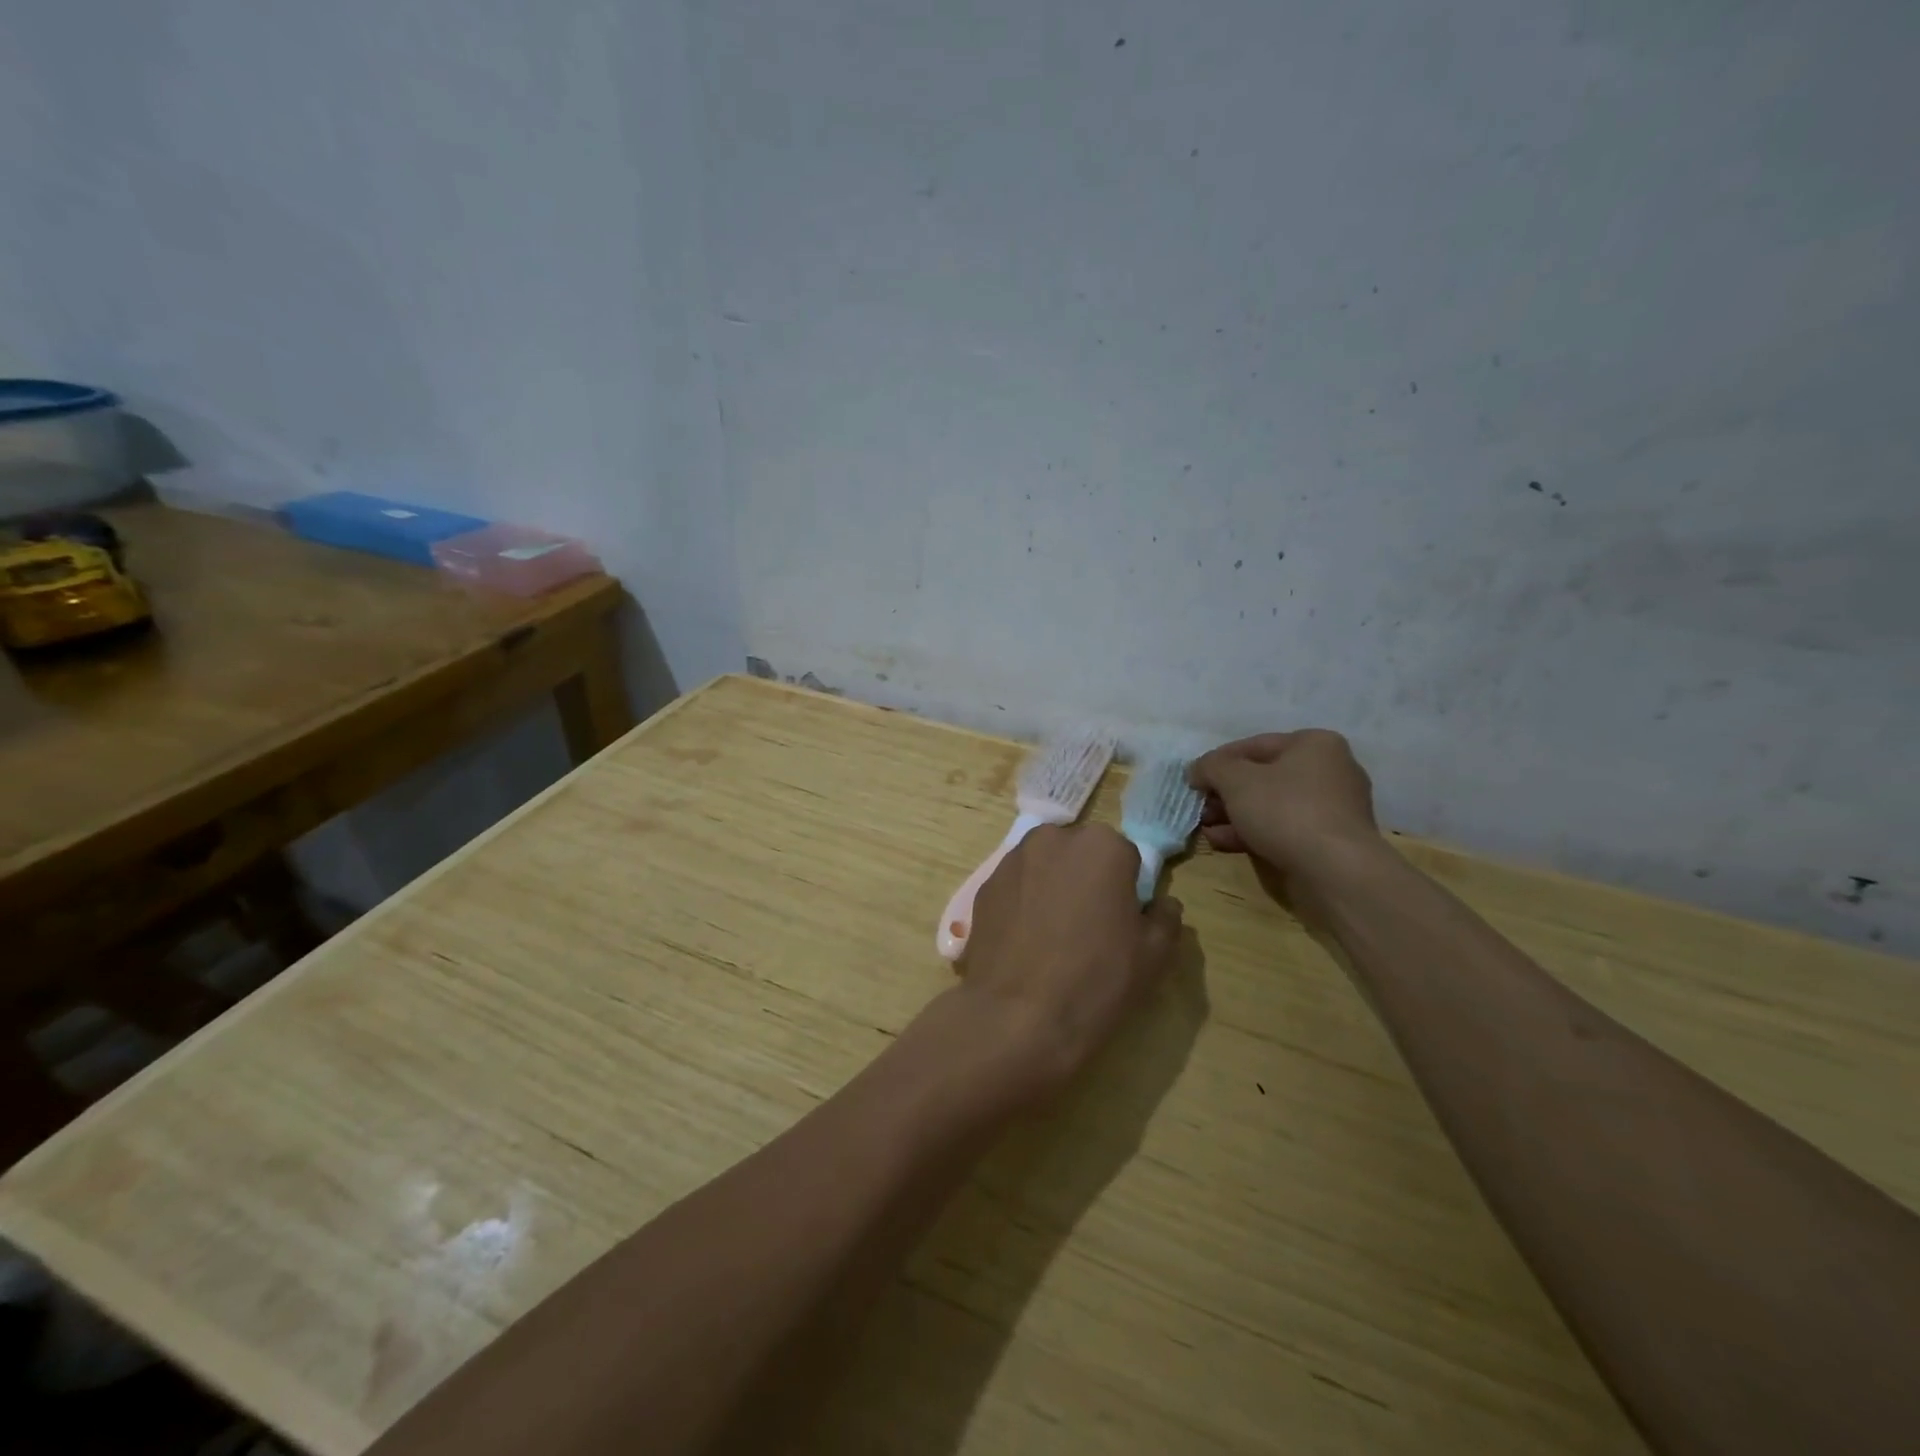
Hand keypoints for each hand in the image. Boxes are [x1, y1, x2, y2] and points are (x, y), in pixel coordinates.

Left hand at [957, 823, 1183, 1098]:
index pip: (1126, 857)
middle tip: (1089, 928)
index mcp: (1103, 846)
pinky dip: (1023, 903)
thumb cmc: (1097, 980)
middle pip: (1081, 854)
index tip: (1122, 922)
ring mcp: (1013, 860)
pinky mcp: (984, 886)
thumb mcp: (1155, 955)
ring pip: (1045, 867)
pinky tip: (1025, 943)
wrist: (1017, 1016)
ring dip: (1053, 887)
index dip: (1127, 890)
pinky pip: (1016, 887)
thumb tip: (1160, 903)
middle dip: (1087, 880)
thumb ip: (1166, 917)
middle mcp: (1054, 839)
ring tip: (1053, 937)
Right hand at [1188, 731, 1384, 890]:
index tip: (1193, 780)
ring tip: (1206, 828)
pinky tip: (1223, 842)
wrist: (1335, 871)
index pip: (1254, 745)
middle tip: (1199, 807)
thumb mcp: (1235, 780)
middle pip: (1263, 777)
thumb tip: (1197, 770)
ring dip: (1234, 815)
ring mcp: (1332, 808)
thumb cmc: (1285, 810)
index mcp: (1315, 744)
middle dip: (1225, 793)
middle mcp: (1330, 770)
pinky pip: (1284, 829)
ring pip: (1271, 806)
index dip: (1217, 761)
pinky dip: (1253, 833)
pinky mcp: (1329, 841)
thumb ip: (1211, 767)